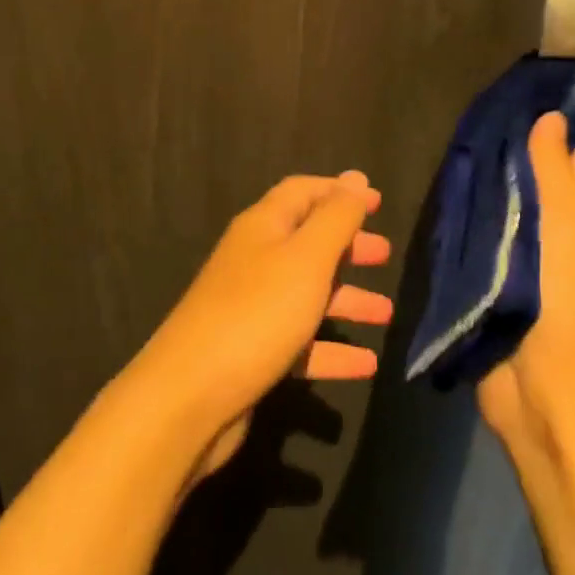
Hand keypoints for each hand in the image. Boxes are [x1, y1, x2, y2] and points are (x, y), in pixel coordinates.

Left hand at [135, 172, 392, 480]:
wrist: (189, 397)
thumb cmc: (257, 313)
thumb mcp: (306, 258)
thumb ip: (336, 217)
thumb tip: (356, 176)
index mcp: (263, 227)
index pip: (303, 192)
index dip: (340, 192)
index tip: (377, 202)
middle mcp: (255, 260)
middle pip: (307, 242)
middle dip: (347, 246)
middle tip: (384, 255)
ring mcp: (251, 308)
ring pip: (307, 294)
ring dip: (347, 300)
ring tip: (386, 314)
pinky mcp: (252, 352)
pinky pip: (301, 342)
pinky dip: (332, 349)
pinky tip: (366, 366)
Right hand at [477, 114, 574, 446]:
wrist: (542, 380)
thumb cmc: (564, 291)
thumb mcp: (565, 220)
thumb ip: (552, 168)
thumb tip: (550, 116)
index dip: (559, 117)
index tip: (527, 82)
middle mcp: (554, 228)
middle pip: (537, 174)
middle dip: (514, 141)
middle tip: (474, 103)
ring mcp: (521, 254)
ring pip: (505, 202)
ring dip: (487, 175)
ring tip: (452, 136)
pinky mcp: (490, 276)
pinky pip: (478, 233)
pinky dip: (467, 211)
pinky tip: (441, 189)